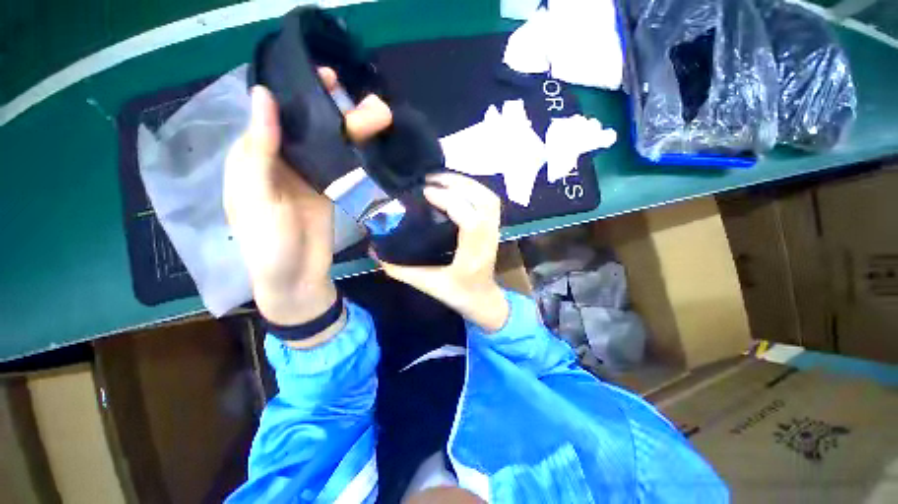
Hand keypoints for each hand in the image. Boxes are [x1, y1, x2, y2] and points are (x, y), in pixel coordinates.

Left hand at [224, 70, 391, 339]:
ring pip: (326, 145)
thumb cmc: (268, 244)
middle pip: (305, 128)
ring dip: (348, 129)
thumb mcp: (258, 197)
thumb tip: (264, 96)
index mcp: (253, 159)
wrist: (298, 277)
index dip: (294, 95)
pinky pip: (339, 165)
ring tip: (375, 114)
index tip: (321, 78)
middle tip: (353, 92)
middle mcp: (280, 162)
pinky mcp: (328, 190)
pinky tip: (368, 139)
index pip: (273, 115)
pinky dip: (353, 152)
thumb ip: (261, 150)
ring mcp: (307, 177)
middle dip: (329, 109)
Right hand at [376, 173, 509, 331]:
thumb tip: (375, 251)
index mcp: (473, 256)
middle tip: (430, 179)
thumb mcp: (429, 286)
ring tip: (441, 178)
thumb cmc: (459, 295)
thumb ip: (401, 271)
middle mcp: (489, 240)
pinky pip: (490, 200)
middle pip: (484, 202)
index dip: (450, 201)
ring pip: (489, 198)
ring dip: (466, 183)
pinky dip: (474, 188)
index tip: (426, 191)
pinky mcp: (495, 227)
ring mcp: (495, 232)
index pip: (470, 222)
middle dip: (458, 184)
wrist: (484, 299)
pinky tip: (456, 186)